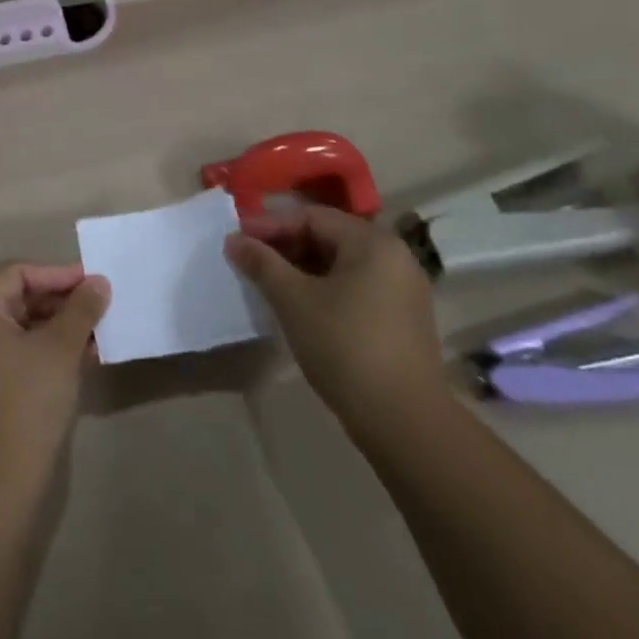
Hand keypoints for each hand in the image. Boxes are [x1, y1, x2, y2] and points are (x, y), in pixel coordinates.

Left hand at [0, 263, 109, 492]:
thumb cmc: (26, 403)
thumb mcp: (60, 349)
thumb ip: (81, 309)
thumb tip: (98, 281)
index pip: (17, 273)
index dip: (57, 274)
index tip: (94, 283)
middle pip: (16, 298)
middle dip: (59, 302)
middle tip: (99, 308)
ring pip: (18, 328)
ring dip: (56, 327)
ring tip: (96, 334)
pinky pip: (15, 353)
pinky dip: (44, 350)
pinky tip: (80, 359)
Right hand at [225, 206, 446, 435]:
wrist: (404, 422)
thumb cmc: (345, 347)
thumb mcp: (293, 300)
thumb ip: (262, 263)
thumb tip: (234, 240)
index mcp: (372, 242)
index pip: (311, 217)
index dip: (270, 225)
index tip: (237, 240)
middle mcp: (394, 256)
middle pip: (328, 237)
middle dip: (285, 246)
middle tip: (250, 262)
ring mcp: (403, 289)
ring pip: (341, 265)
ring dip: (302, 269)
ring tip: (268, 284)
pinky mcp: (402, 319)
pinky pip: (355, 287)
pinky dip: (324, 289)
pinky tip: (299, 307)